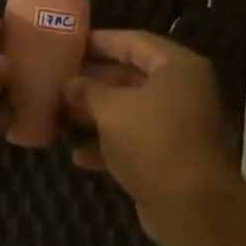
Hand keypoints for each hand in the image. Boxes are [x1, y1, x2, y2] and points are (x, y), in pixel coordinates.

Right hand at [62, 30, 240, 239]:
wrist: (189, 204)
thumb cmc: (152, 142)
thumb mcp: (112, 110)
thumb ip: (87, 92)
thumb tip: (69, 83)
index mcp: (176, 68)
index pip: (134, 42)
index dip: (100, 41)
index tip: (69, 43)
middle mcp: (181, 91)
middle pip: (130, 77)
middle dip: (92, 82)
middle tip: (56, 82)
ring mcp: (175, 126)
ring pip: (128, 112)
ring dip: (95, 116)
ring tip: (59, 116)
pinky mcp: (167, 157)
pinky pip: (132, 142)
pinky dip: (107, 145)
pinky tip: (77, 154)